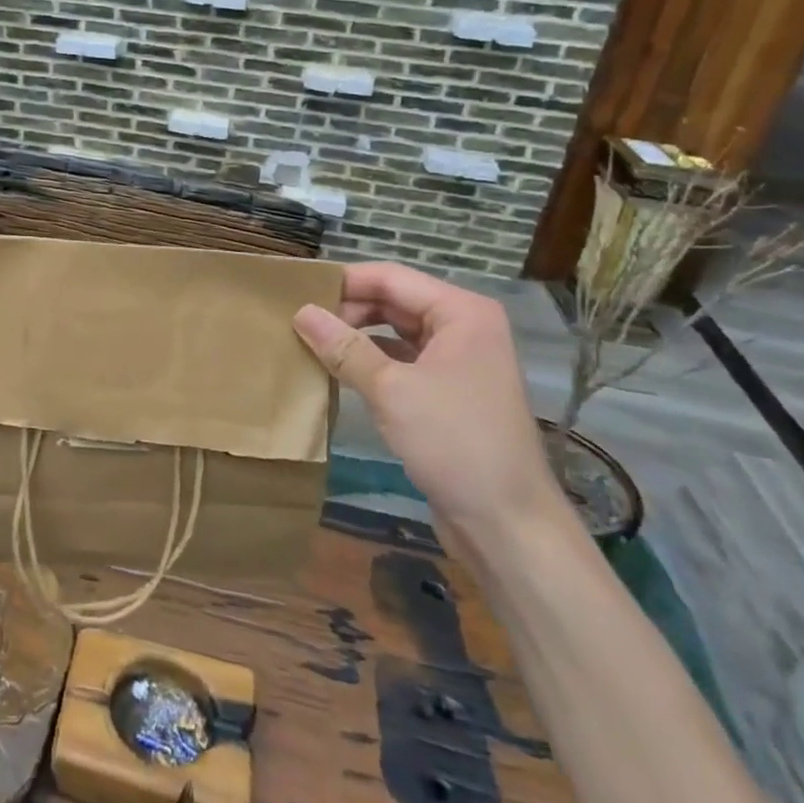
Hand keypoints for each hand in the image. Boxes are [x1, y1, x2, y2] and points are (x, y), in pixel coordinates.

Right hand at [293, 262, 567, 550]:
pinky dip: (369, 362)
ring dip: (355, 336)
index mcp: (461, 312)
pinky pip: (400, 362)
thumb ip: (344, 347)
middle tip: (296, 321)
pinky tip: (336, 371)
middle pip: (393, 301)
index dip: (343, 282)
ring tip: (308, 342)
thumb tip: (300, 312)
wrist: (507, 525)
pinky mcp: (447, 392)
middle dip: (347, 309)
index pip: (391, 278)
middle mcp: (463, 327)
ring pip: (394, 332)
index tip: (295, 292)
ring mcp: (457, 361)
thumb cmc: (455, 443)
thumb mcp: (391, 390)